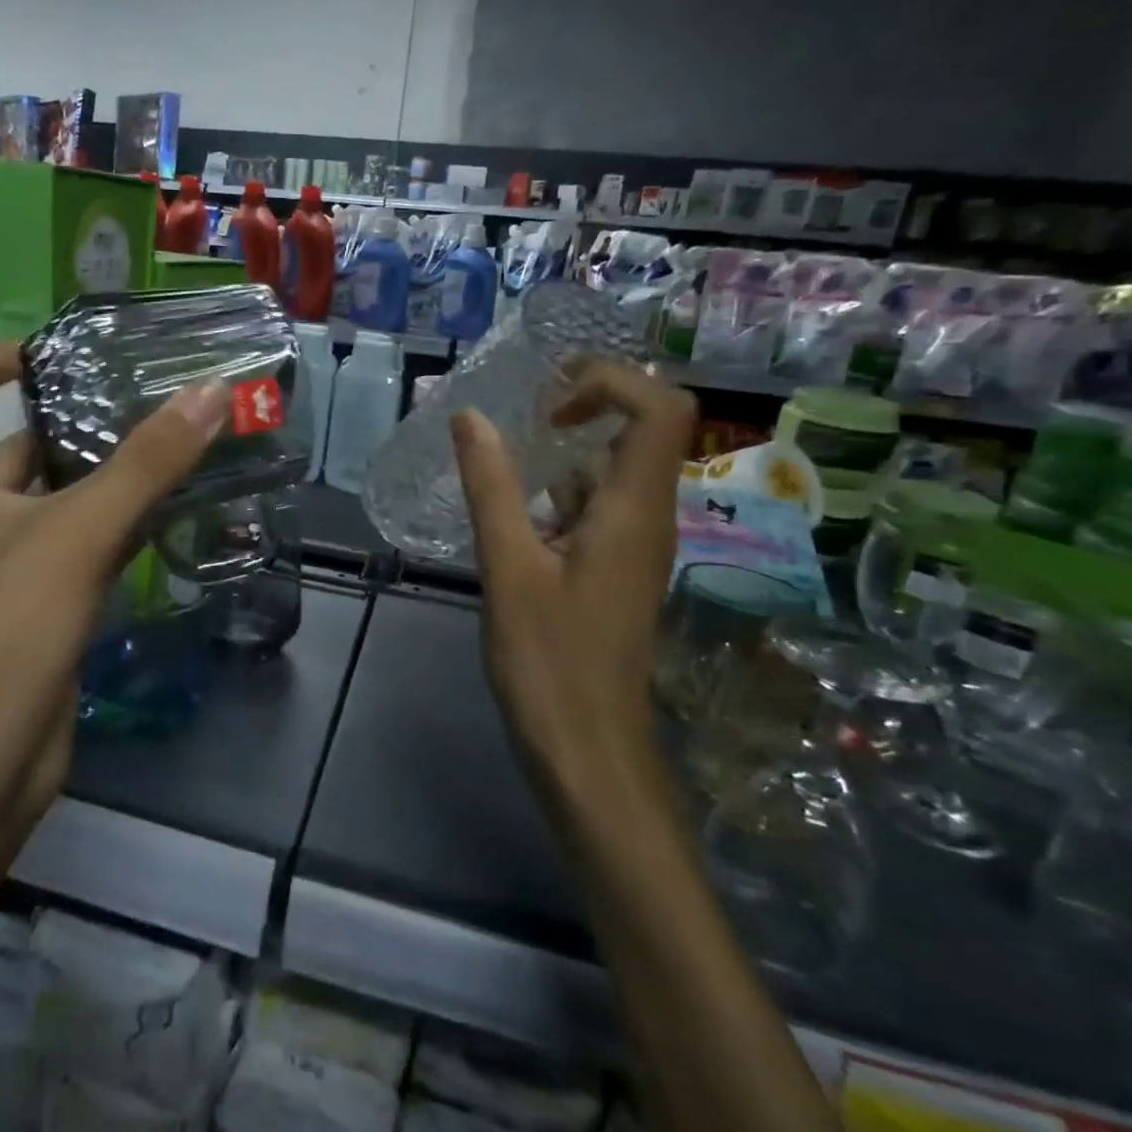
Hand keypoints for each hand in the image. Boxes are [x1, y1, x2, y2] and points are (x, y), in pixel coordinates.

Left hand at [0, 342, 230, 848]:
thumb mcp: (74, 535)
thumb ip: (145, 464)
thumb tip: (211, 392)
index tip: (44, 351)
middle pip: (15, 450)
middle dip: (71, 422)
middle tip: (144, 398)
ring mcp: (3, 571)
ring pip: (57, 505)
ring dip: (106, 479)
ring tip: (174, 447)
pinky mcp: (38, 615)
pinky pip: (80, 554)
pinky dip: (118, 532)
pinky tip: (170, 519)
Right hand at [451, 357, 694, 795]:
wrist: (587, 749)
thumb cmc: (549, 660)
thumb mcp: (508, 566)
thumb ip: (491, 487)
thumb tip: (470, 418)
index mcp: (635, 509)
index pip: (661, 408)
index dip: (612, 382)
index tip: (549, 397)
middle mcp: (648, 518)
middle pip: (644, 430)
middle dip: (587, 404)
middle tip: (523, 410)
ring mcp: (634, 546)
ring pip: (613, 472)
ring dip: (565, 451)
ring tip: (502, 457)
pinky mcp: (614, 571)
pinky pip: (596, 508)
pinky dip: (557, 493)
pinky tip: (510, 514)